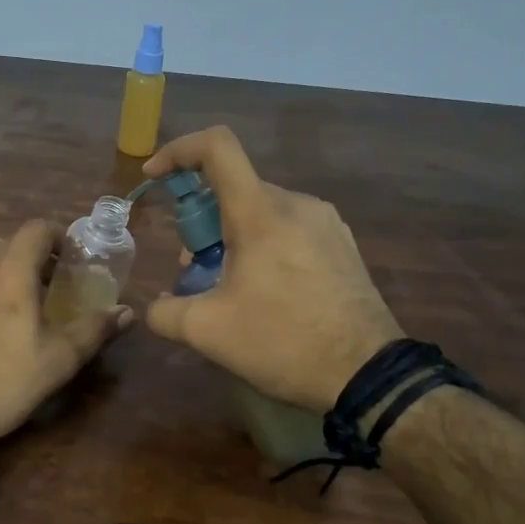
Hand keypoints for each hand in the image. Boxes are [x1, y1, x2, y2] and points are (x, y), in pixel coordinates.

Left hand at [0, 220, 132, 448]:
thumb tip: (127, 312)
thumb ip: (94, 329)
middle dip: (25, 252)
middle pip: (2, 241)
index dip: (55, 235)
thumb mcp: (59, 360)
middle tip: (39, 279)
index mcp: (10, 270)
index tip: (67, 255)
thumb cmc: (2, 383)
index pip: (36, 230)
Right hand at [143, 127, 401, 411]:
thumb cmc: (284, 342)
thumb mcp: (208, 332)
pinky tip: (264, 291)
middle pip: (234, 188)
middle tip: (193, 267)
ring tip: (228, 286)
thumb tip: (157, 306)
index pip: (217, 148)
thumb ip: (165, 312)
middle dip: (201, 220)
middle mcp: (296, 204)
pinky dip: (262, 244)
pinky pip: (289, 227)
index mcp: (261, 213)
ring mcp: (326, 223)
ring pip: (261, 210)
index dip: (178, 151)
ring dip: (230, 236)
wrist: (369, 376)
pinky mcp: (342, 244)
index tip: (154, 178)